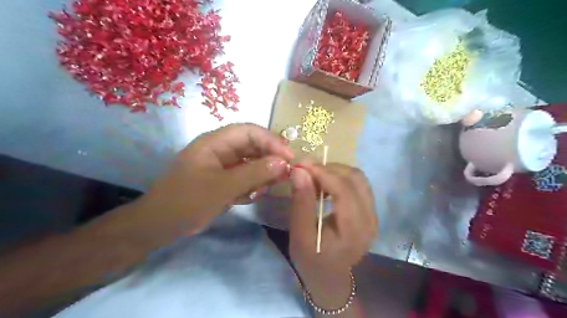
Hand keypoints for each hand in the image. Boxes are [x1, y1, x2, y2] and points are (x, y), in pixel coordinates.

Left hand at [134, 124, 291, 235]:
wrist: (159, 226)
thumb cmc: (186, 201)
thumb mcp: (222, 187)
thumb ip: (254, 173)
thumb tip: (283, 163)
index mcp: (215, 142)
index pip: (250, 131)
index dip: (272, 141)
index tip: (289, 158)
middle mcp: (221, 150)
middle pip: (253, 146)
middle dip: (270, 159)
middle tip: (285, 175)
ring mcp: (223, 165)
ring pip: (252, 163)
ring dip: (262, 174)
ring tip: (264, 189)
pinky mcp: (224, 179)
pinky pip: (246, 177)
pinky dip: (252, 185)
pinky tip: (251, 196)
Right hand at [289, 164, 377, 309]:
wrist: (330, 277)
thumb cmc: (312, 260)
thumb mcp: (300, 235)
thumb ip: (301, 202)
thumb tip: (299, 171)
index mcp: (354, 228)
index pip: (343, 189)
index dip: (322, 173)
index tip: (300, 165)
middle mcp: (370, 217)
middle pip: (355, 178)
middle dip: (328, 168)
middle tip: (305, 171)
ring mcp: (373, 213)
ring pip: (358, 177)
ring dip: (334, 171)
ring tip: (314, 178)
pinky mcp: (369, 210)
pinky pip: (357, 184)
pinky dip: (339, 178)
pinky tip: (324, 185)